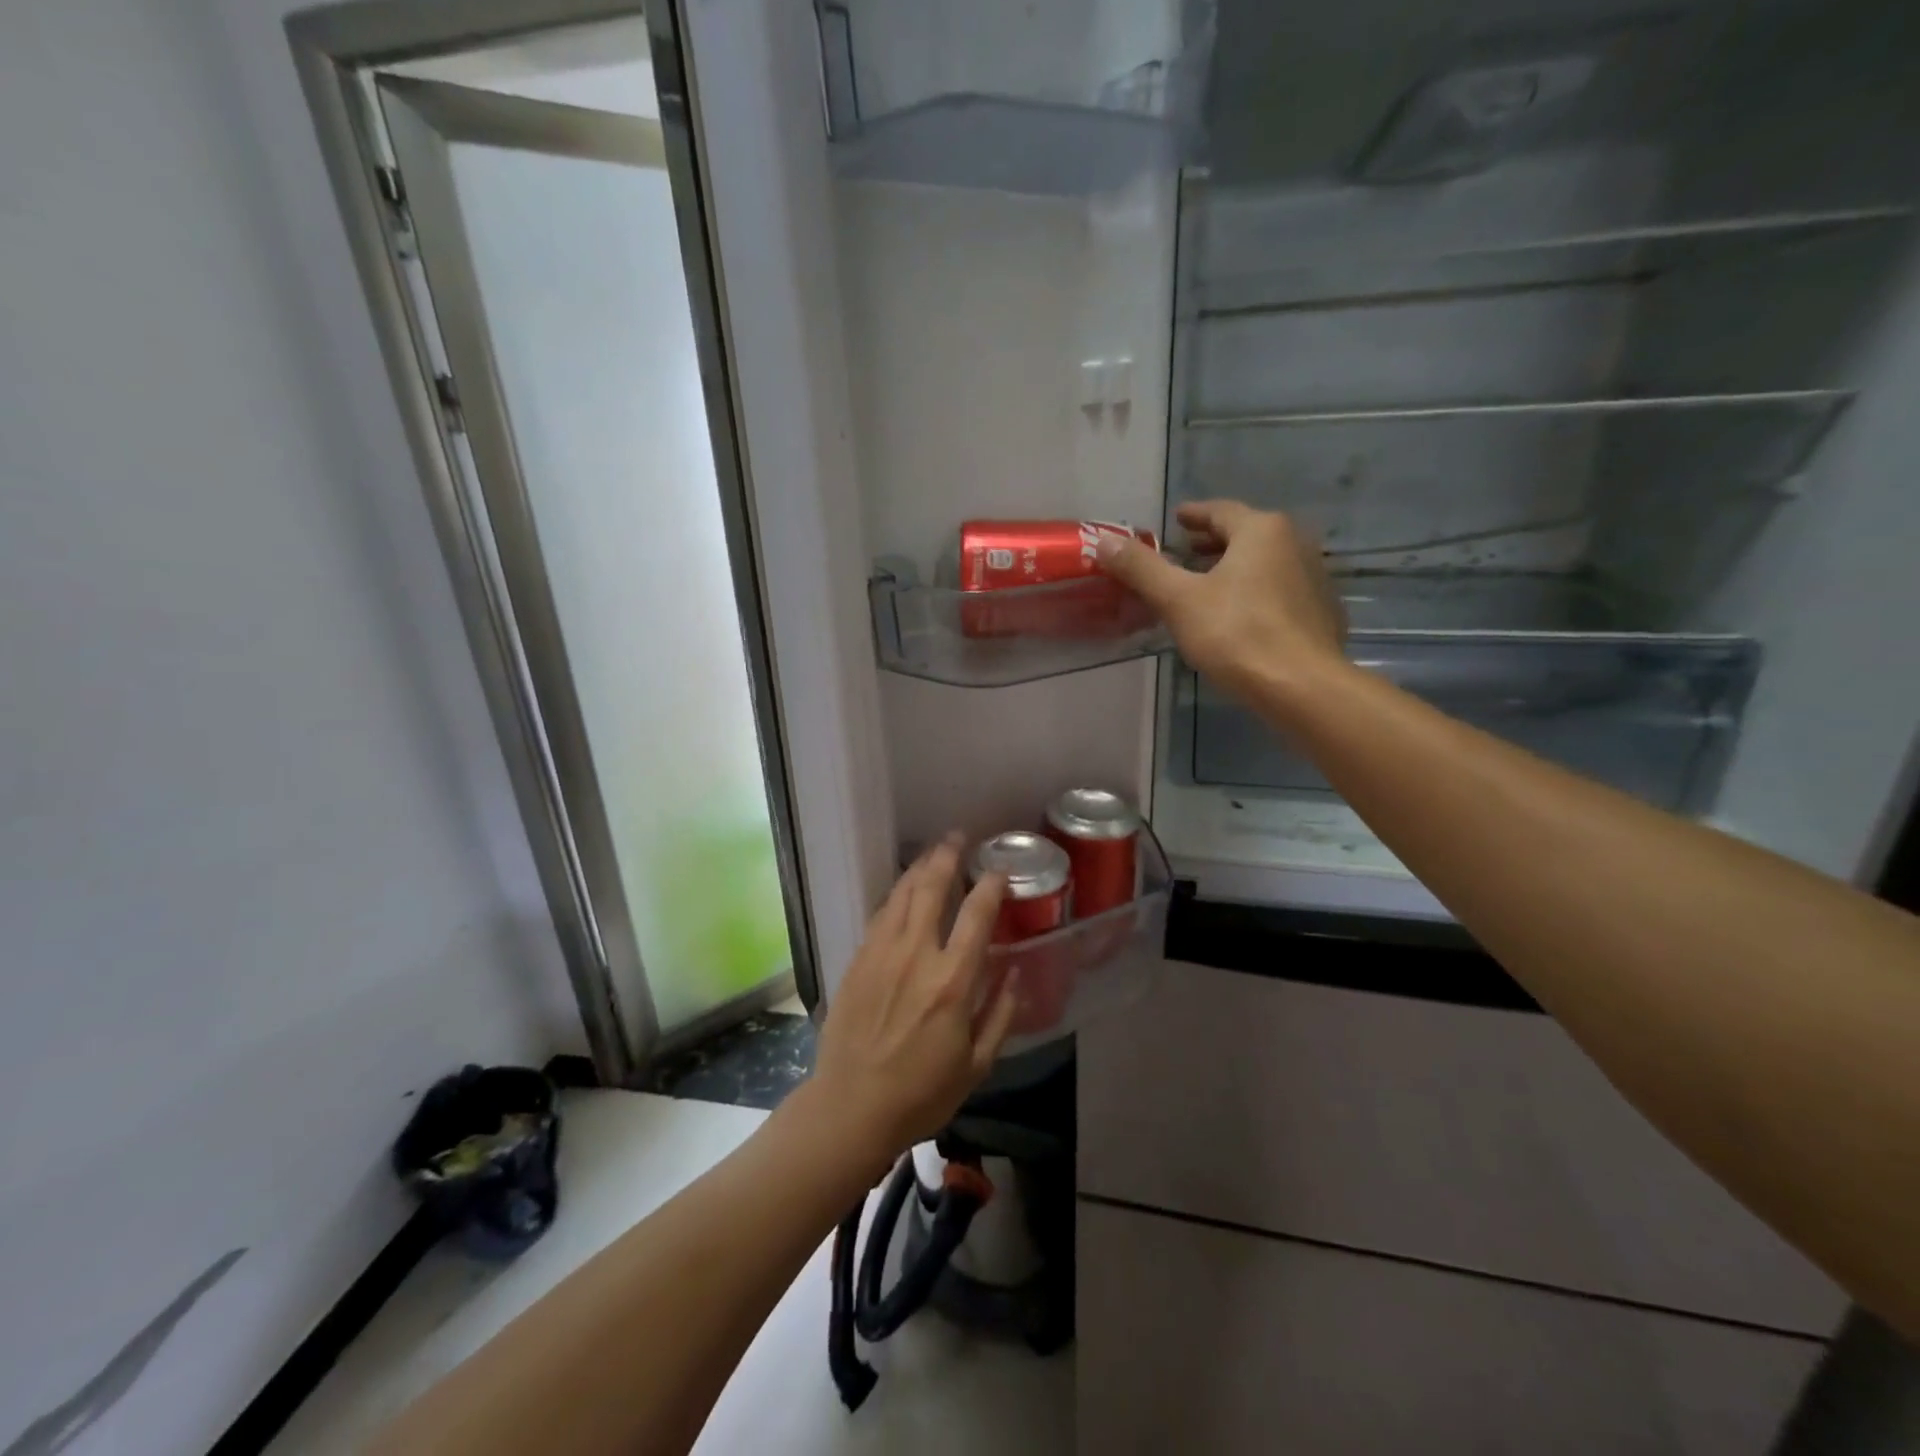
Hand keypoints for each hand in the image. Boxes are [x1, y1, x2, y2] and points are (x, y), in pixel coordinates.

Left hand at [811, 836, 1018, 1169]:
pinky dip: (895, 894)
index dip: (990, 887)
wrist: (851, 1107)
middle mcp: (916, 956)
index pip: (976, 916)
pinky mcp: (858, 961)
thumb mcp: (977, 1065)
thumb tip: (1015, 972)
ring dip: (919, 867)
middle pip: (931, 889)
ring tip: (933, 851)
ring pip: (901, 894)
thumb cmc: (921, 1093)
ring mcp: (881, 954)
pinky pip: (880, 915)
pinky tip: (903, 889)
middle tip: (958, 838)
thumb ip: (1001, 1014)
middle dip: (947, 857)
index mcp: (952, 982)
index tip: (999, 872)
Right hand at [1098, 500, 1347, 704]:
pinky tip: (1239, 615)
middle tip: (1185, 552)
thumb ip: (1142, 568)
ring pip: (1264, 562)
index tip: (1175, 520)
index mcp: (1261, 530)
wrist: (1300, 685)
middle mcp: (1294, 543)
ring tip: (1207, 584)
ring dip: (1234, 567)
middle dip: (1212, 542)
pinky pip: (1280, 588)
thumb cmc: (1236, 634)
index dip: (1193, 515)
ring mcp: (1314, 577)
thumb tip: (1105, 541)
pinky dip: (1255, 590)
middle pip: (1246, 534)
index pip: (1220, 511)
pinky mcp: (1321, 611)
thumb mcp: (1178, 600)